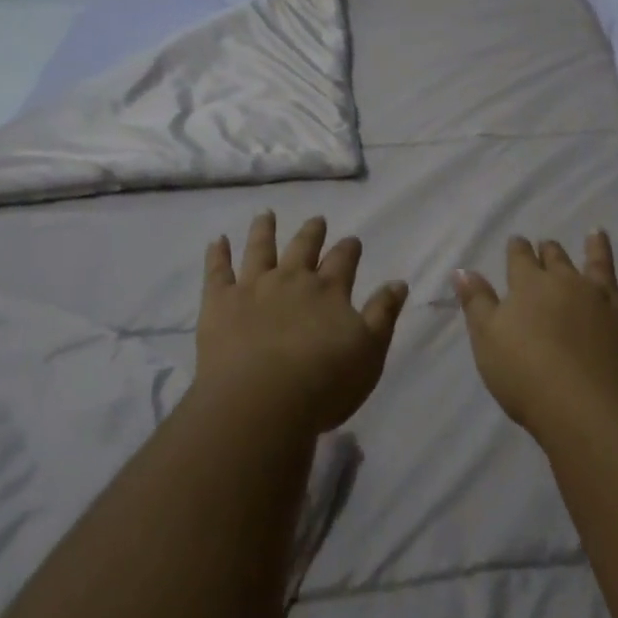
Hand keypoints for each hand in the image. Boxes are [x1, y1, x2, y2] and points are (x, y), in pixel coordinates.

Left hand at [195, 212, 408, 434]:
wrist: (261, 402)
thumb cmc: (323, 383)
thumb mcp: (369, 352)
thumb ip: (383, 314)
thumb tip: (399, 282)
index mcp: (329, 290)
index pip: (343, 260)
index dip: (349, 249)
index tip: (352, 240)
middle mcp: (292, 279)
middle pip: (304, 247)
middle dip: (312, 233)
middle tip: (316, 220)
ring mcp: (253, 287)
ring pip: (260, 249)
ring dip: (264, 230)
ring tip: (265, 215)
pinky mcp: (220, 303)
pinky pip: (217, 271)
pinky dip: (217, 254)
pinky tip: (217, 240)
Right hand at [453, 233, 617, 442]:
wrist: (587, 408)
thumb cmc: (527, 376)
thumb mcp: (487, 340)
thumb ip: (476, 302)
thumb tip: (463, 269)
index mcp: (530, 286)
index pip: (520, 259)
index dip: (518, 250)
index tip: (518, 241)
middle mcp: (568, 282)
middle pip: (557, 259)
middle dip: (550, 251)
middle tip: (549, 244)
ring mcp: (605, 298)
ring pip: (600, 264)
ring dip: (597, 248)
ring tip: (597, 233)